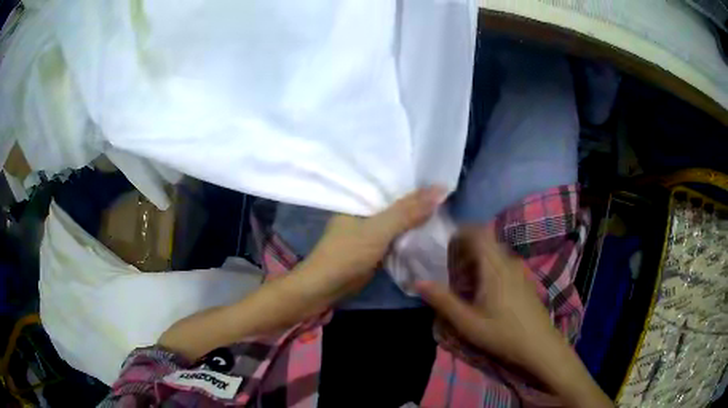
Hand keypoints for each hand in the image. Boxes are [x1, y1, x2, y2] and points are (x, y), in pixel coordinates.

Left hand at [304, 186, 444, 294]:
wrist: (325, 288)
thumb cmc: (347, 254)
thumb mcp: (379, 230)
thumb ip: (407, 212)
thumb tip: (440, 189)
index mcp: (359, 200)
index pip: (391, 185)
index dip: (414, 184)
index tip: (441, 181)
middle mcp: (363, 213)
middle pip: (395, 205)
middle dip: (418, 203)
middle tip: (448, 197)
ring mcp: (368, 232)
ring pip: (397, 223)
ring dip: (415, 221)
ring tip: (445, 211)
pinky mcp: (372, 250)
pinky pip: (395, 238)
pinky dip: (409, 237)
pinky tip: (428, 232)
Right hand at [415, 226, 612, 407]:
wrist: (539, 345)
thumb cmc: (502, 333)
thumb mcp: (468, 322)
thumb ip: (443, 301)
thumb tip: (418, 282)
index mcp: (494, 267)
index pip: (479, 232)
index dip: (461, 231)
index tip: (445, 243)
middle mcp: (508, 262)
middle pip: (487, 240)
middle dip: (467, 245)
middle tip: (450, 264)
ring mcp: (519, 270)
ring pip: (495, 251)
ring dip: (478, 256)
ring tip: (464, 277)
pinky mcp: (524, 280)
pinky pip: (503, 262)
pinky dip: (489, 265)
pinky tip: (484, 289)